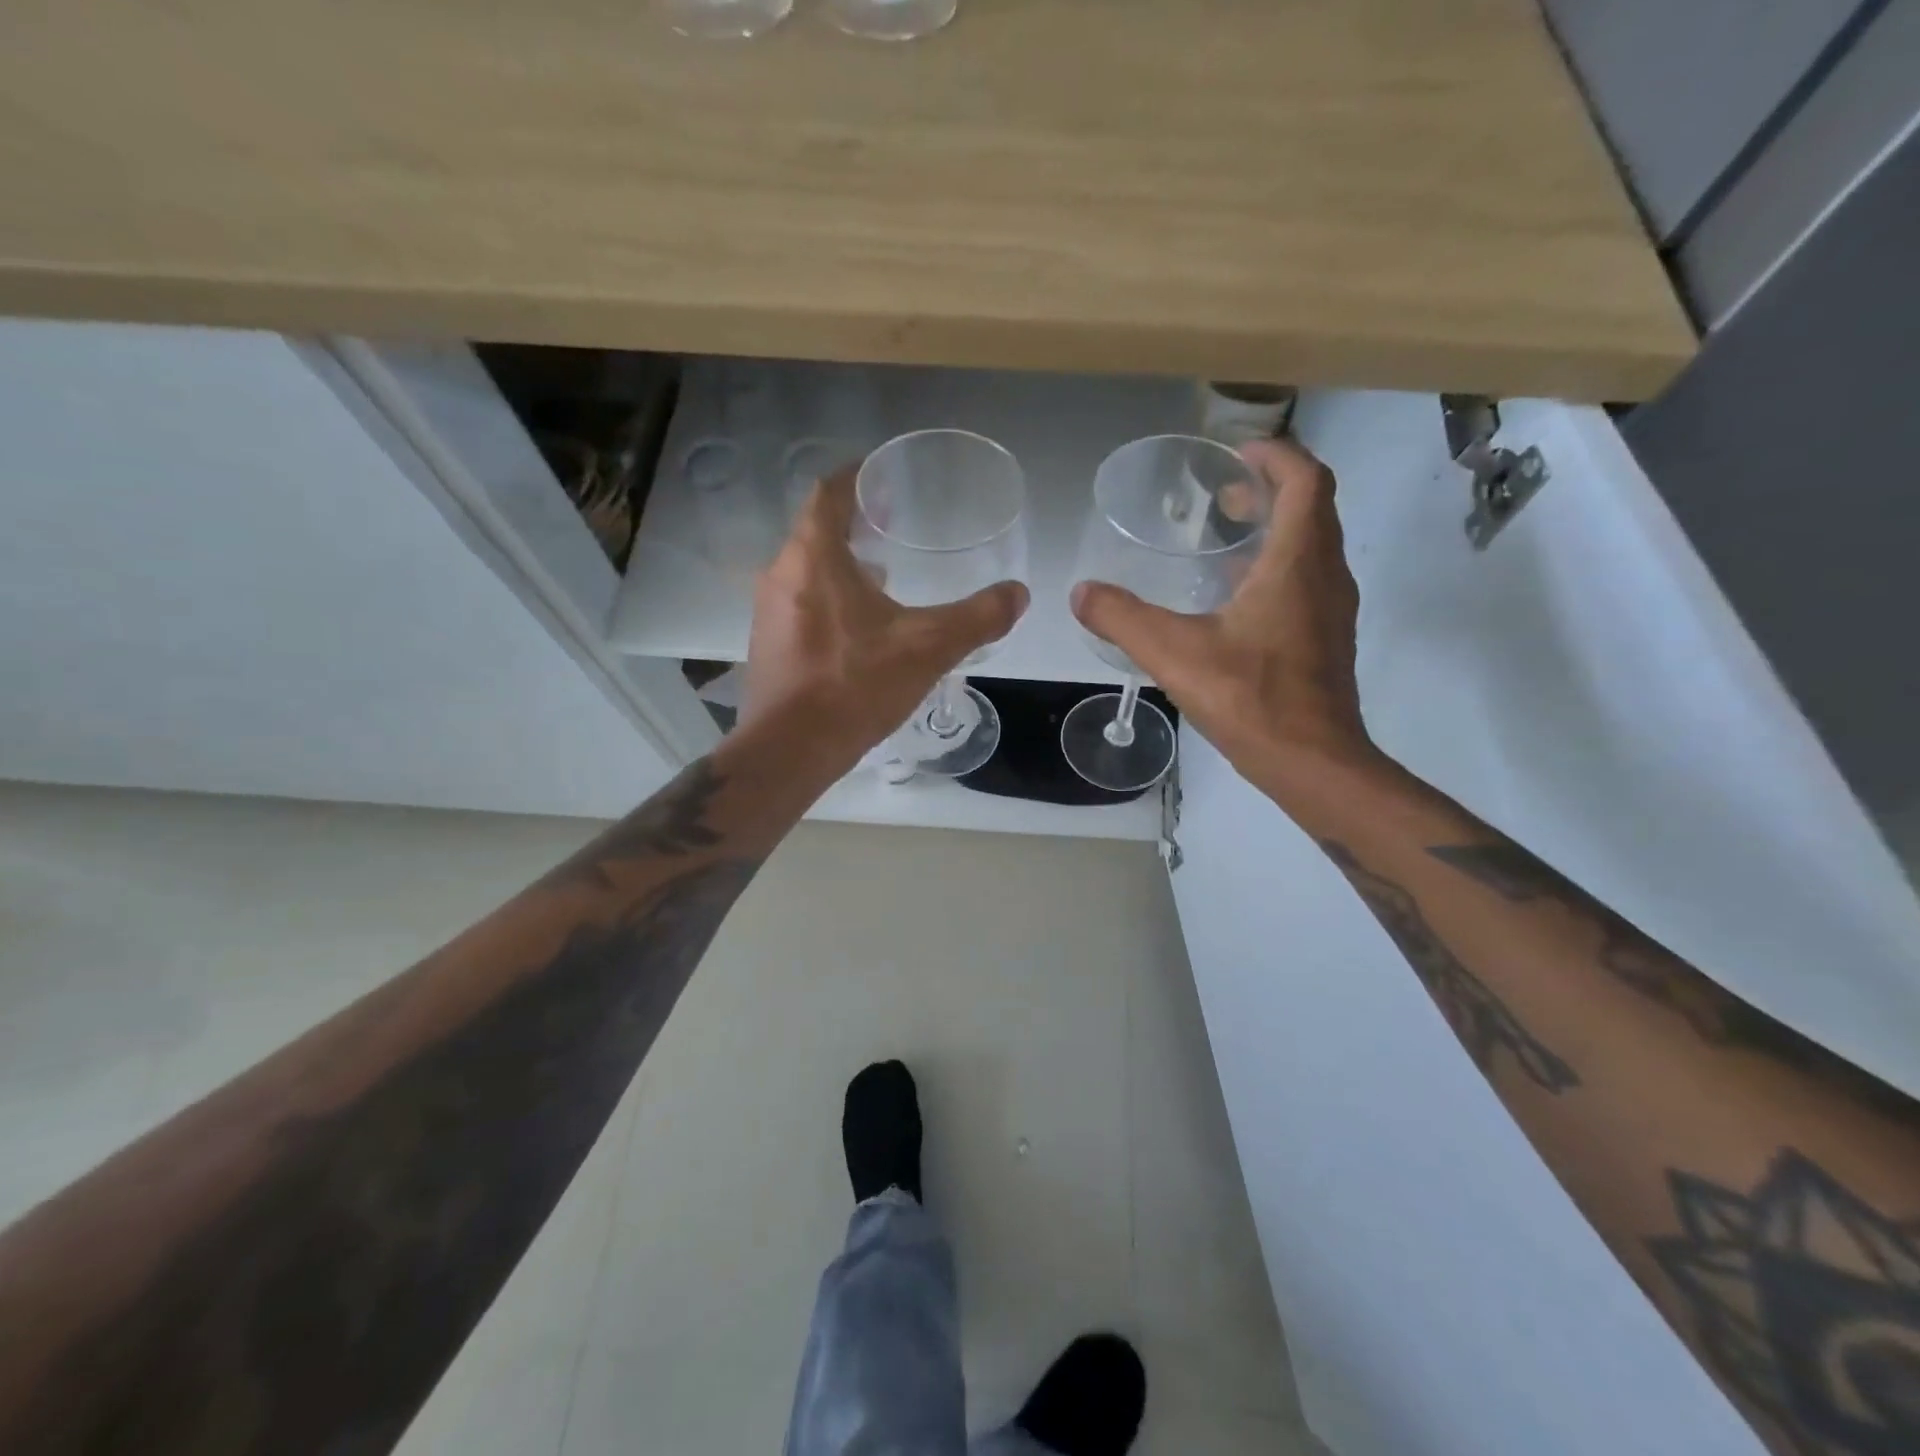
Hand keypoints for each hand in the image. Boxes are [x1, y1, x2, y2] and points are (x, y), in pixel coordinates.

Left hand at [740, 466, 1028, 772]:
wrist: (790, 750)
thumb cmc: (854, 685)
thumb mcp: (927, 647)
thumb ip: (977, 617)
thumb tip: (1019, 593)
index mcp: (813, 557)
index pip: (827, 494)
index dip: (855, 478)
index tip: (883, 476)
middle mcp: (781, 574)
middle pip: (816, 531)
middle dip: (854, 523)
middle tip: (894, 524)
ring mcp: (768, 612)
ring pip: (807, 570)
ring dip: (842, 565)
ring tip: (884, 575)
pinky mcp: (768, 646)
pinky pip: (800, 603)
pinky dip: (829, 599)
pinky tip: (860, 628)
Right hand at [1070, 436, 1374, 787]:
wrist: (1313, 762)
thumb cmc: (1252, 698)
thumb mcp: (1174, 654)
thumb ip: (1122, 619)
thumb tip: (1080, 594)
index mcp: (1297, 561)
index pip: (1306, 480)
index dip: (1276, 455)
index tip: (1236, 454)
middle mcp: (1325, 575)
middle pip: (1312, 507)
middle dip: (1270, 489)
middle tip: (1221, 496)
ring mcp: (1332, 609)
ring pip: (1312, 546)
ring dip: (1275, 529)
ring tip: (1224, 539)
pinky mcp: (1327, 639)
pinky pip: (1308, 580)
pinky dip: (1277, 567)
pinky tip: (1234, 600)